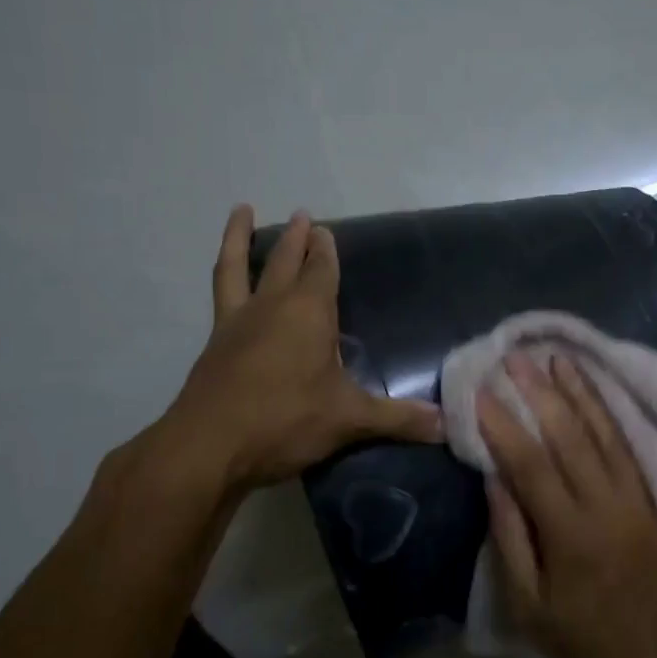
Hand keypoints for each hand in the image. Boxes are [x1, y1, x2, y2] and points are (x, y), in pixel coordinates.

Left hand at [162, 206, 442, 491]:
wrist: (209, 446)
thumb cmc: (286, 420)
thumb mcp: (349, 419)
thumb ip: (398, 418)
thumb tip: (447, 424)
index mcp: (308, 312)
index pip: (321, 270)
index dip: (325, 251)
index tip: (324, 231)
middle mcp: (271, 306)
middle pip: (284, 260)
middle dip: (294, 237)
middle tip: (300, 216)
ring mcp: (237, 322)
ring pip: (238, 267)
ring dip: (240, 238)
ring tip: (241, 211)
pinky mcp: (214, 344)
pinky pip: (220, 296)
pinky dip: (225, 278)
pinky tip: (227, 286)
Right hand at [479, 353, 656, 657]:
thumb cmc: (583, 648)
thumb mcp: (529, 607)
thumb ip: (510, 537)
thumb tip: (494, 478)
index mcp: (572, 536)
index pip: (530, 464)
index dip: (503, 425)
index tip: (481, 392)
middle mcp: (610, 508)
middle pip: (571, 437)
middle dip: (540, 393)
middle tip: (516, 358)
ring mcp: (642, 503)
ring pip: (607, 435)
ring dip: (581, 393)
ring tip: (558, 359)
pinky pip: (634, 451)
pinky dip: (614, 417)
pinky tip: (600, 394)